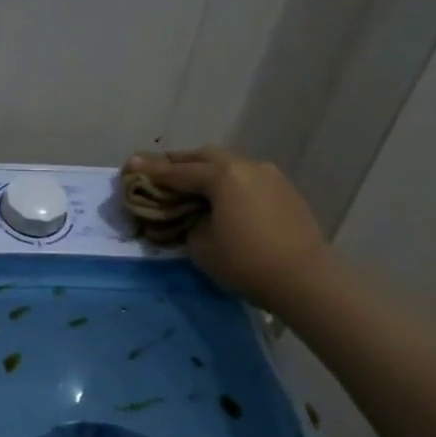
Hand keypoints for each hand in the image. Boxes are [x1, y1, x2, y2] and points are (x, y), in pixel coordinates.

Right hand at [126, 148, 330, 310]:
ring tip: (189, 184)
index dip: (151, 170)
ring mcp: (269, 175)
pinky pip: (246, 177)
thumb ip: (186, 222)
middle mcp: (245, 166)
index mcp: (221, 176)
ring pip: (228, 164)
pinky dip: (227, 182)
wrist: (306, 279)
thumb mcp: (200, 246)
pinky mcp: (284, 190)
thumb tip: (189, 215)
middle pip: (204, 157)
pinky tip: (221, 198)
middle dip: (178, 163)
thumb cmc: (245, 263)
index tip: (129, 164)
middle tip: (158, 172)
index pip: (177, 172)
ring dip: (205, 170)